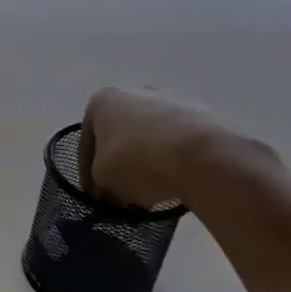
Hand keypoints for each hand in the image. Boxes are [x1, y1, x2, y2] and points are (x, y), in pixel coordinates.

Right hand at [80, 87, 272, 208]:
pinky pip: (180, 143)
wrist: (201, 155)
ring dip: (148, 162)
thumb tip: (113, 188)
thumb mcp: (103, 178)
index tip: (97, 198)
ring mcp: (171, 101)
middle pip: (120, 137)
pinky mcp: (203, 115)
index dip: (88, 176)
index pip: (87, 144)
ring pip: (151, 138)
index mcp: (101, 101)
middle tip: (124, 193)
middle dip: (121, 164)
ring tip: (153, 193)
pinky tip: (178, 183)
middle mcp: (134, 93)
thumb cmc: (136, 160)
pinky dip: (175, 161)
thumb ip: (100, 181)